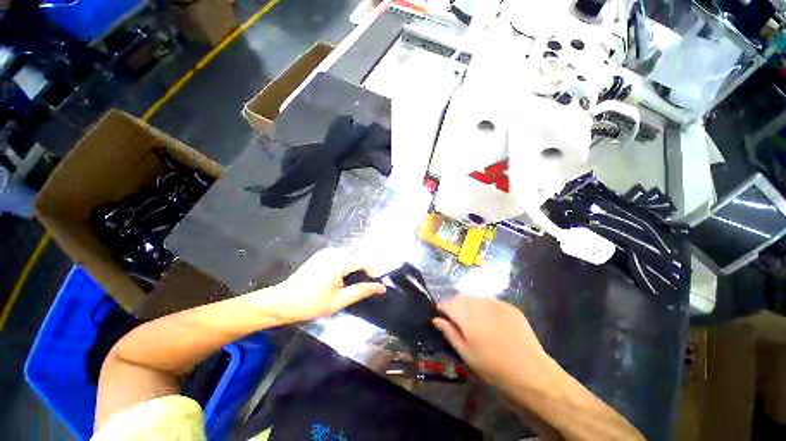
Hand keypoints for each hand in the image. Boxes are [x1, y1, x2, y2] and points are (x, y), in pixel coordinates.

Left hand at [246, 248, 385, 322]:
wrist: (283, 301)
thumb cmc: (311, 304)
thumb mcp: (338, 301)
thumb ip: (361, 291)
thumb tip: (381, 288)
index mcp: (338, 262)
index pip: (364, 260)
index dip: (372, 271)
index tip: (373, 283)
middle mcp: (334, 252)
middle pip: (358, 255)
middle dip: (364, 268)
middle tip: (363, 284)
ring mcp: (327, 252)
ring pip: (351, 254)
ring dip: (356, 265)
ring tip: (351, 282)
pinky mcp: (322, 254)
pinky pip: (342, 255)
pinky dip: (347, 263)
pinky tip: (341, 277)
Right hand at [433, 296, 552, 390]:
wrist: (530, 372)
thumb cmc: (492, 366)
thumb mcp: (465, 353)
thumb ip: (449, 332)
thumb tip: (436, 319)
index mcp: (465, 314)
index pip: (446, 303)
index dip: (442, 310)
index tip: (442, 318)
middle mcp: (479, 302)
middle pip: (460, 298)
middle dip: (456, 307)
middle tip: (459, 323)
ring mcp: (496, 302)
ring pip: (475, 298)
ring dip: (470, 306)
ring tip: (476, 323)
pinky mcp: (509, 306)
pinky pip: (491, 302)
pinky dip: (486, 309)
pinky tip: (493, 323)